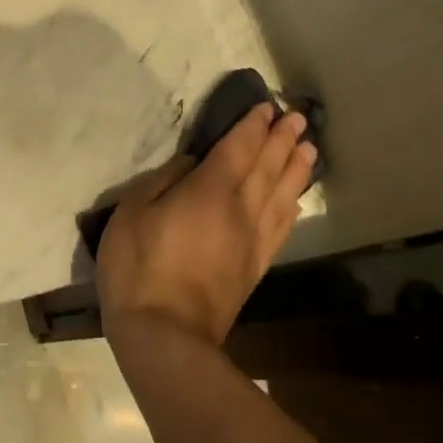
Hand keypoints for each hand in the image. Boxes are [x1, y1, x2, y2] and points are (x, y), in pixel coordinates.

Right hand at [96, 103, 315, 347]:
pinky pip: (281, 227)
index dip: (253, 126)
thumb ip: (163, 180)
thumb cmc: (139, 266)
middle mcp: (241, 209)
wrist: (166, 334)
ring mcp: (253, 240)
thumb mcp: (132, 212)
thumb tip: (192, 164)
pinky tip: (296, 201)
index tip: (266, 108)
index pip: (238, 148)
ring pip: (282, 194)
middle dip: (282, 140)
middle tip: (298, 119)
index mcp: (210, 190)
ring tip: (309, 149)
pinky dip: (292, 207)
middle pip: (268, 166)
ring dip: (296, 169)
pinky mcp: (256, 266)